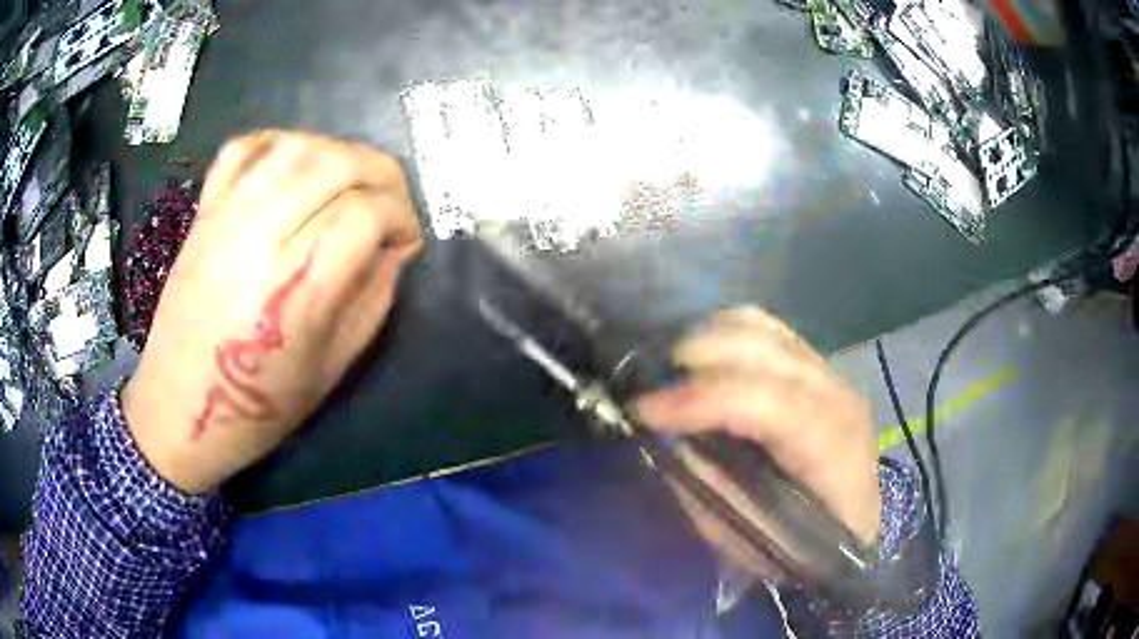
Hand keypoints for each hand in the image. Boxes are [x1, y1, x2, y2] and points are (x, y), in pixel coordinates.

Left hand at [122, 130, 423, 494]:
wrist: (179, 409)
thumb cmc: (259, 405)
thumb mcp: (333, 367)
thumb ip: (372, 297)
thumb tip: (393, 247)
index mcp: (298, 288)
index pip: (368, 212)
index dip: (402, 218)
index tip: (406, 242)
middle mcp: (262, 236)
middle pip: (338, 162)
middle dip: (383, 175)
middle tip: (388, 206)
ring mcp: (227, 215)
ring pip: (298, 145)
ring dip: (338, 153)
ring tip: (347, 185)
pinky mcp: (205, 209)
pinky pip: (246, 147)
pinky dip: (281, 144)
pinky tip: (294, 168)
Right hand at [635, 307, 880, 572]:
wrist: (850, 524)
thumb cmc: (799, 543)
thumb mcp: (744, 532)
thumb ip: (707, 483)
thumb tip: (667, 435)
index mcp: (830, 450)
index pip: (769, 404)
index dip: (703, 400)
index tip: (644, 410)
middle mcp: (837, 397)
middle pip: (764, 351)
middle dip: (697, 358)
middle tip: (649, 385)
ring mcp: (831, 373)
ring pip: (764, 328)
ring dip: (708, 339)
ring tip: (671, 369)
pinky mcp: (818, 365)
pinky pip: (768, 329)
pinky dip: (727, 333)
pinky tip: (704, 356)